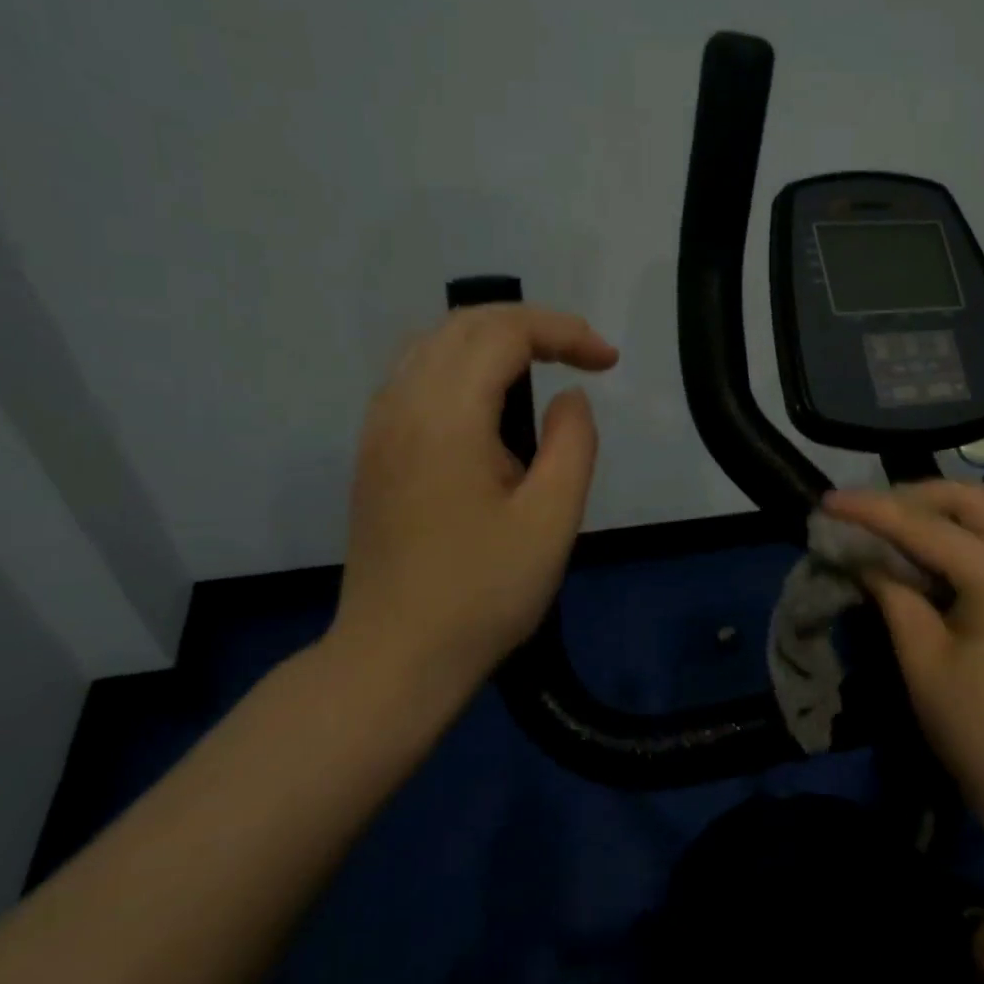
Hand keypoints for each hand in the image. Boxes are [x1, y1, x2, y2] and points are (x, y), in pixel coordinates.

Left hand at [327, 305, 618, 707]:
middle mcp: (403, 407)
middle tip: (583, 354)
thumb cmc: (483, 594)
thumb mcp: (551, 521)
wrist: (396, 658)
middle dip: (530, 325)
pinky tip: (489, 401)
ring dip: (492, 339)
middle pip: (463, 325)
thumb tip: (569, 398)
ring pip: (432, 345)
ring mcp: (379, 429)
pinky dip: (461, 364)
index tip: (609, 362)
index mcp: (447, 418)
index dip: (563, 332)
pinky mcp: (374, 453)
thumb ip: (572, 444)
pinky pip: (415, 376)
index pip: (503, 334)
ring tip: (542, 365)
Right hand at [824, 481, 983, 822]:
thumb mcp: (922, 658)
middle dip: (915, 496)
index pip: (926, 526)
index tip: (830, 501)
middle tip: (869, 511)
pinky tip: (934, 554)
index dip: (872, 510)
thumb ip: (892, 593)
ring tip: (894, 527)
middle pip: (972, 500)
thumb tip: (864, 556)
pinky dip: (967, 537)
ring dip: (942, 513)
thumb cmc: (977, 729)